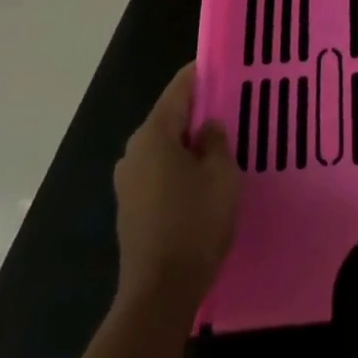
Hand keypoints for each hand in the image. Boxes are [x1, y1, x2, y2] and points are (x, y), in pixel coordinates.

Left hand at [112, 63, 239, 311]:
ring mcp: (128, 182)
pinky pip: (159, 172)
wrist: (159, 293)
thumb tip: (206, 127)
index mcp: (153, 135)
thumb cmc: (194, 223)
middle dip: (197, 111)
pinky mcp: (131, 209)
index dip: (199, 75)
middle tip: (229, 106)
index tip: (221, 64)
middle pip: (169, 118)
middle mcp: (134, 152)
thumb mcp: (221, 174)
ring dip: (188, 143)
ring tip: (220, 143)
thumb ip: (215, 141)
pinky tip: (201, 178)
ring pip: (164, 147)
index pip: (178, 90)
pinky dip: (179, 167)